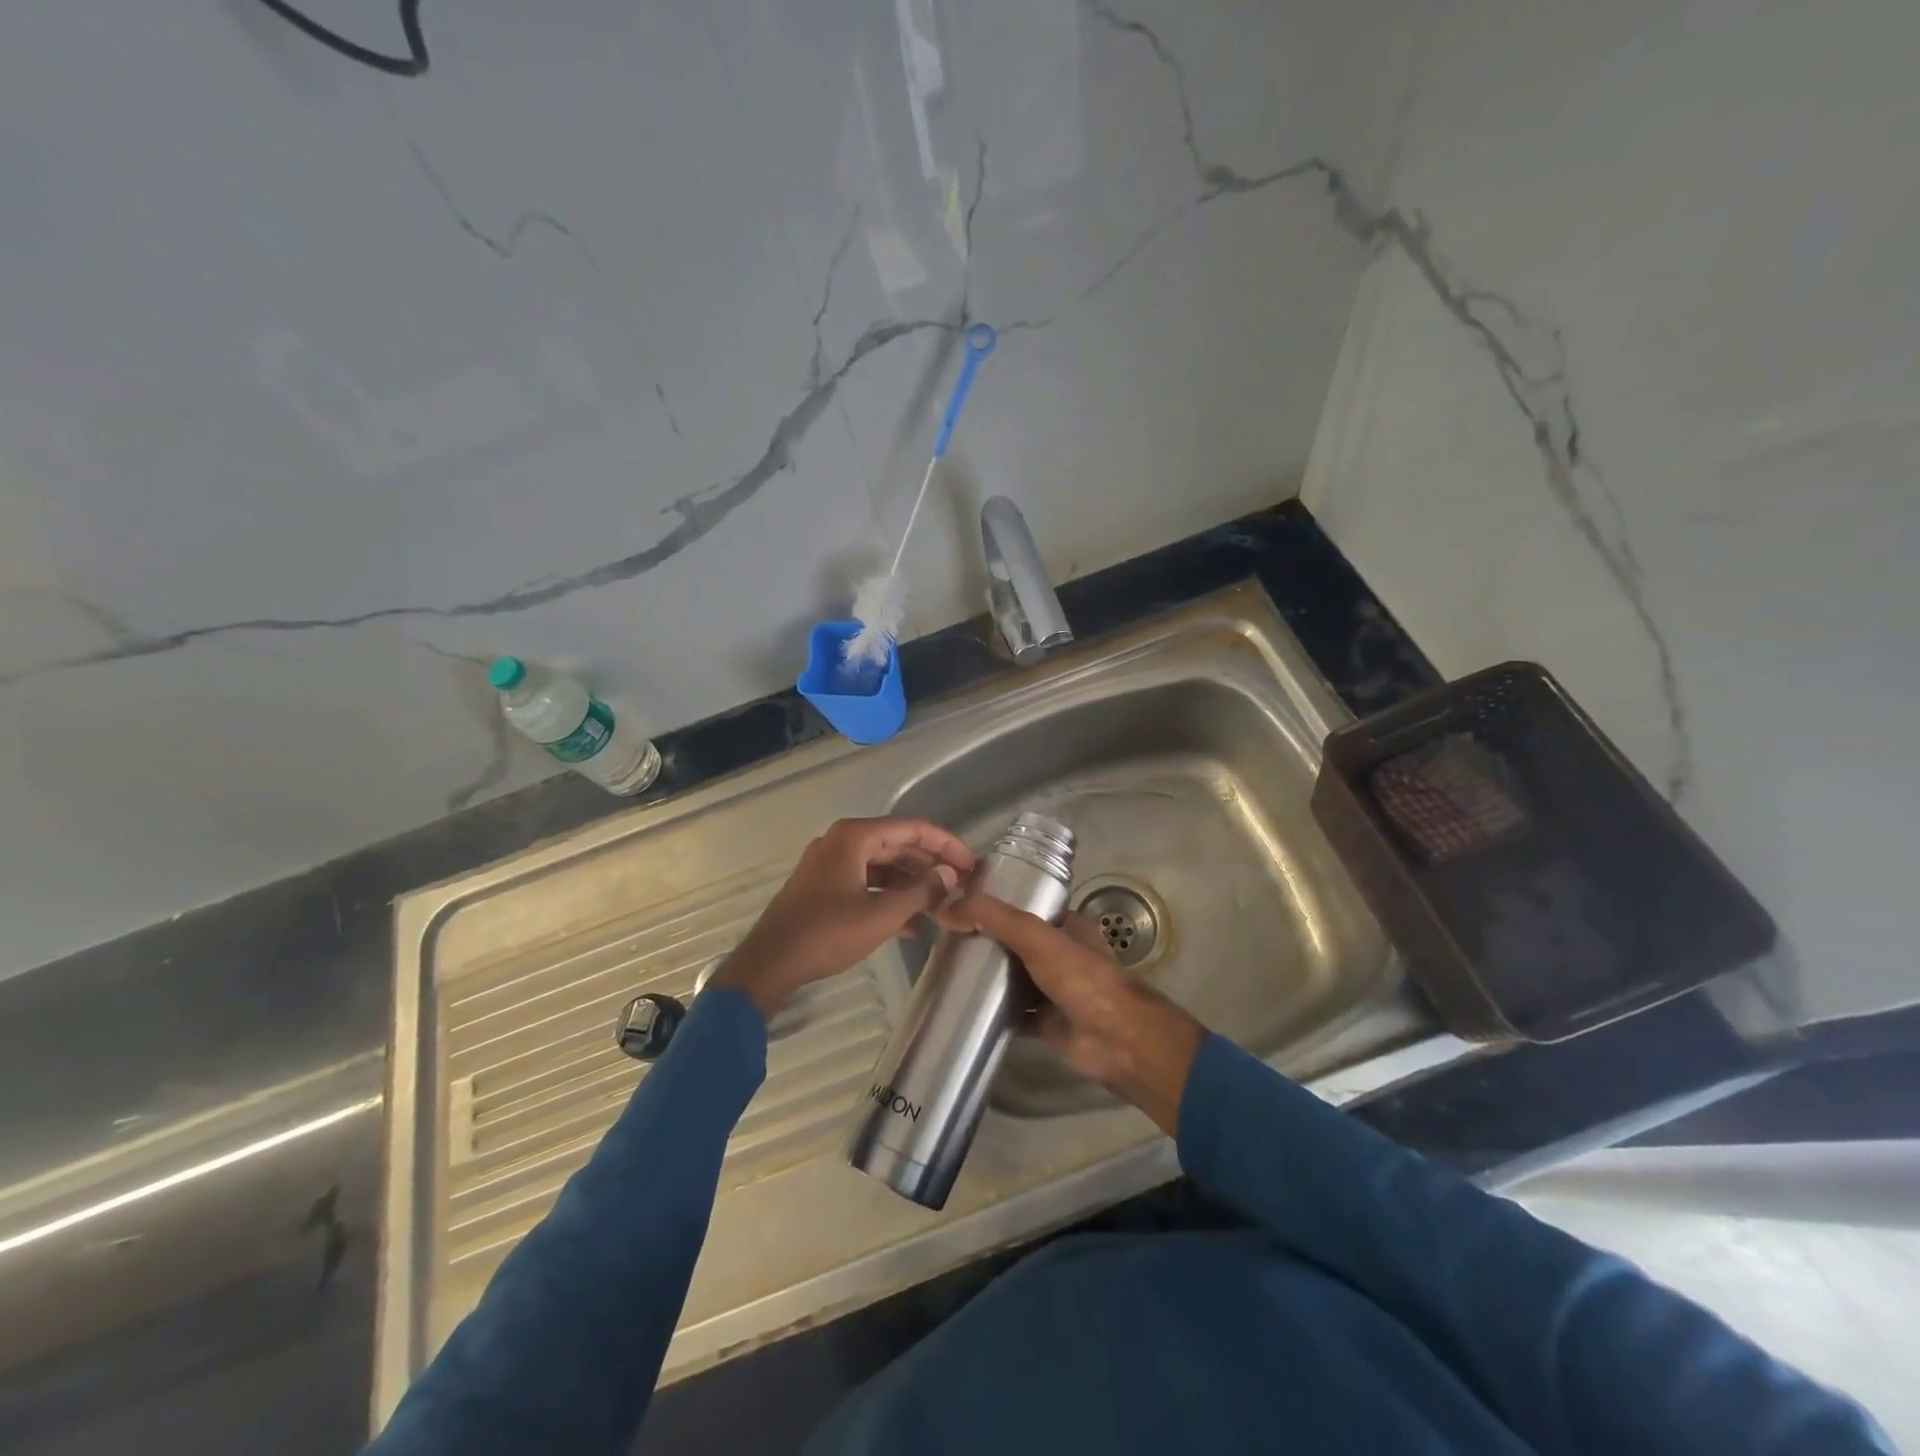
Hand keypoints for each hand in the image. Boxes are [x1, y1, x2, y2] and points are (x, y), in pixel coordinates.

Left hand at [712, 817, 975, 1016]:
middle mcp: (842, 842)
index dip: (946, 844)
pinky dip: (889, 898)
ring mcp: (831, 865)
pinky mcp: (824, 887)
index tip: (971, 864)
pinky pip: (866, 883)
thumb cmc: (827, 933)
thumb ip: (921, 892)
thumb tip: (950, 874)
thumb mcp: (881, 914)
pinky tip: (912, 924)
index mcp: (854, 837)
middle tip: (961, 886)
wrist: (770, 963)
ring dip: (912, 886)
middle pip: (898, 845)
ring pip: (883, 867)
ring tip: (941, 908)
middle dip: (930, 867)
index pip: (912, 828)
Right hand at [940, 893, 1206, 1135]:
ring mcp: (1054, 990)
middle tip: (947, 939)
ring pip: (1014, 978)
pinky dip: (994, 1012)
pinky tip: (964, 1008)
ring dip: (989, 977)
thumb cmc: (1082, 978)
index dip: (997, 905)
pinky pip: (1014, 1014)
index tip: (960, 905)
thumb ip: (996, 919)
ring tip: (948, 969)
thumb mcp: (1037, 937)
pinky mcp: (1046, 1023)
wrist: (1116, 1040)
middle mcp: (1061, 954)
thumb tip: (947, 906)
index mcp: (1067, 926)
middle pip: (1017, 943)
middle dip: (987, 942)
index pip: (1027, 907)